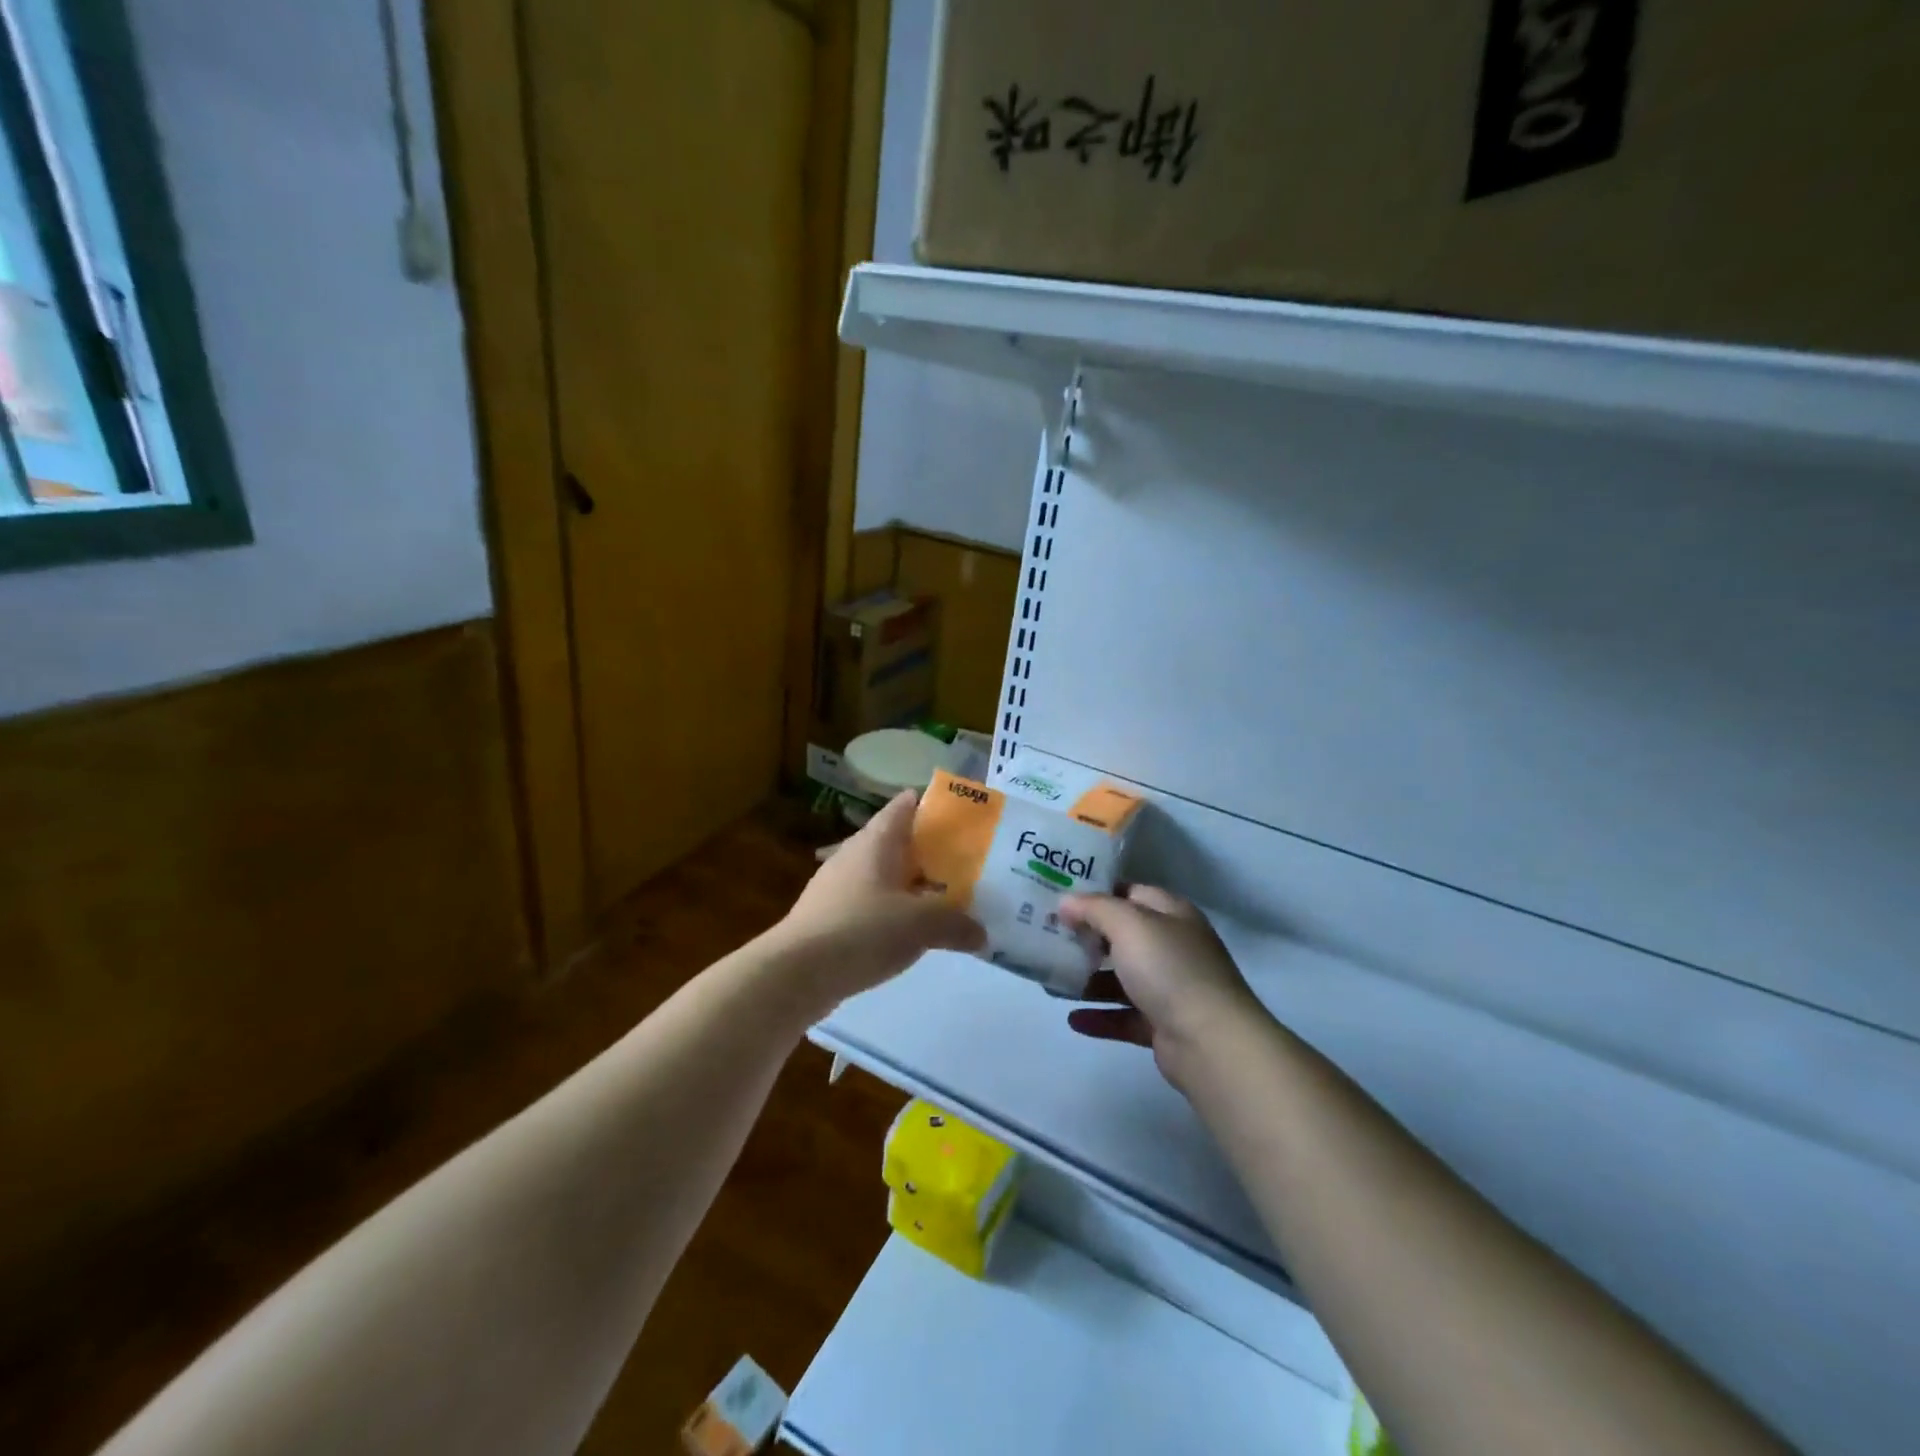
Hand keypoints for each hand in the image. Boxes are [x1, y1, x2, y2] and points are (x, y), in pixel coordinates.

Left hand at [770, 790, 984, 1013]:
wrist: (795, 973)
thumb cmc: (861, 930)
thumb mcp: (920, 925)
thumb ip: (955, 924)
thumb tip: (981, 933)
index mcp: (876, 841)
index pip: (905, 806)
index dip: (933, 805)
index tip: (962, 817)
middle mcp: (854, 855)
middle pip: (897, 841)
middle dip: (929, 851)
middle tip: (964, 864)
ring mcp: (837, 886)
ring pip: (883, 875)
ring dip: (910, 884)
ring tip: (943, 900)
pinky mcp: (828, 917)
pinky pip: (870, 904)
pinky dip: (892, 911)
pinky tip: (908, 934)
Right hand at [1061, 886, 1267, 1092]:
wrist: (1211, 1042)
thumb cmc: (1169, 969)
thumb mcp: (1129, 924)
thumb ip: (1094, 908)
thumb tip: (1065, 902)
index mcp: (1171, 914)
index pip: (1130, 893)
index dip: (1096, 892)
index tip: (1060, 898)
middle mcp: (1172, 946)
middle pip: (1123, 936)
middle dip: (1087, 937)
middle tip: (1047, 936)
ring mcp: (1170, 987)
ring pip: (1121, 978)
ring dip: (1088, 979)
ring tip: (1051, 980)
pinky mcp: (1163, 1024)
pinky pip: (1123, 1016)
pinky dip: (1099, 1016)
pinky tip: (1072, 1019)